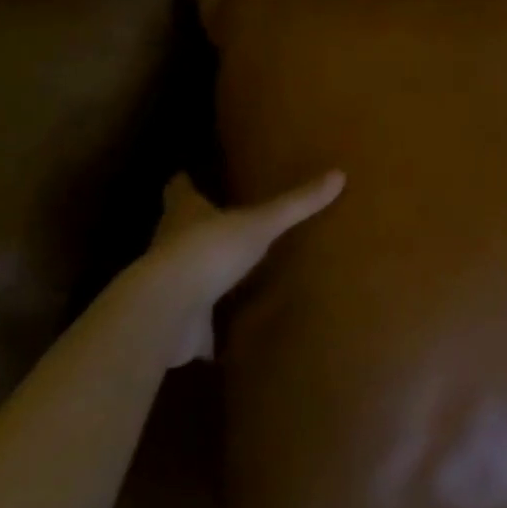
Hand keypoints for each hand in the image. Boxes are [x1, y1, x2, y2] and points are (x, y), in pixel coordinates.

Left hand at [140, 170, 343, 363]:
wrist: (168, 312)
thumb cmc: (209, 250)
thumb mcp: (260, 223)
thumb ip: (296, 204)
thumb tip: (339, 174)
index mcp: (185, 214)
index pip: (179, 189)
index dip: (184, 183)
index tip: (188, 176)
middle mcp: (170, 245)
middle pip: (178, 230)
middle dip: (194, 227)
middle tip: (218, 221)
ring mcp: (170, 287)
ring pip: (184, 275)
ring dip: (200, 275)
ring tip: (227, 273)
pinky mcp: (177, 325)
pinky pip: (195, 325)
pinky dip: (207, 328)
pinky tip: (225, 333)